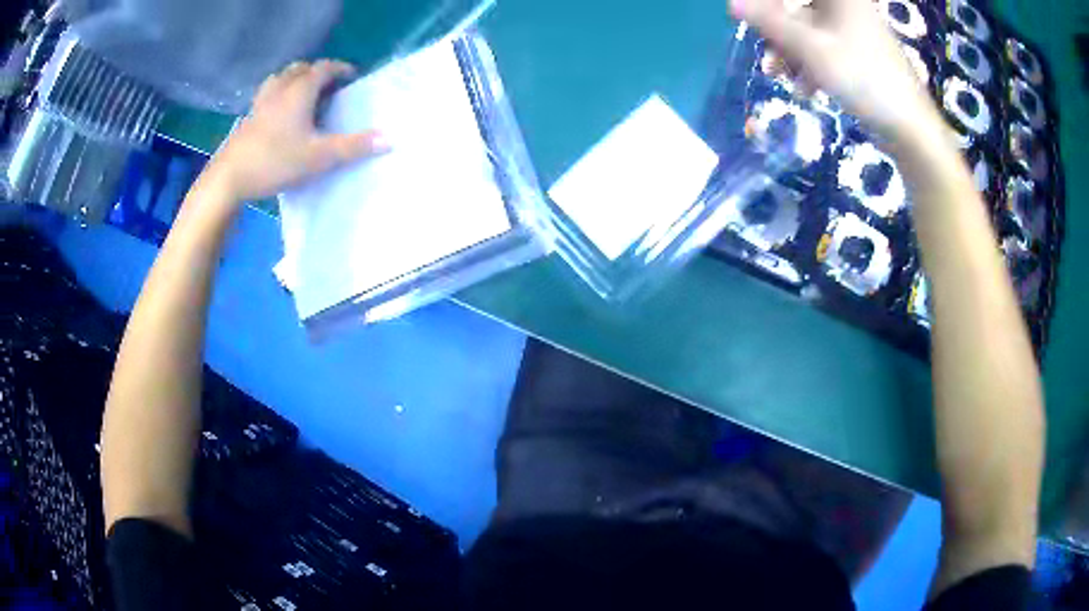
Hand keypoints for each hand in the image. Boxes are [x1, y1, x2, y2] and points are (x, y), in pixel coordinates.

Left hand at [205, 60, 389, 201]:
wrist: (229, 179)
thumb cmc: (275, 161)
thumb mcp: (319, 157)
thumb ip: (354, 146)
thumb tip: (390, 138)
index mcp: (300, 91)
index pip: (324, 67)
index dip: (340, 68)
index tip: (352, 76)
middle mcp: (280, 89)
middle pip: (300, 68)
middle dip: (317, 72)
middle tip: (329, 86)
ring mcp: (260, 103)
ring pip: (280, 79)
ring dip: (295, 79)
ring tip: (304, 94)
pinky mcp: (247, 118)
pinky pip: (267, 95)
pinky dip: (278, 95)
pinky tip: (279, 114)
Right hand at [730, 0, 943, 141]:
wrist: (910, 128)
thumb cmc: (863, 79)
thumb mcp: (810, 48)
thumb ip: (769, 22)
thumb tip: (730, 2)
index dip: (768, 6)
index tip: (750, 20)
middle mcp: (847, 5)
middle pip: (797, 7)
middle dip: (777, 31)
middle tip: (766, 53)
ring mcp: (854, 28)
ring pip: (808, 29)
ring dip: (790, 51)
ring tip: (779, 77)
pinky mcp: (859, 51)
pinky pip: (824, 47)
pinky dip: (810, 63)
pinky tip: (805, 88)